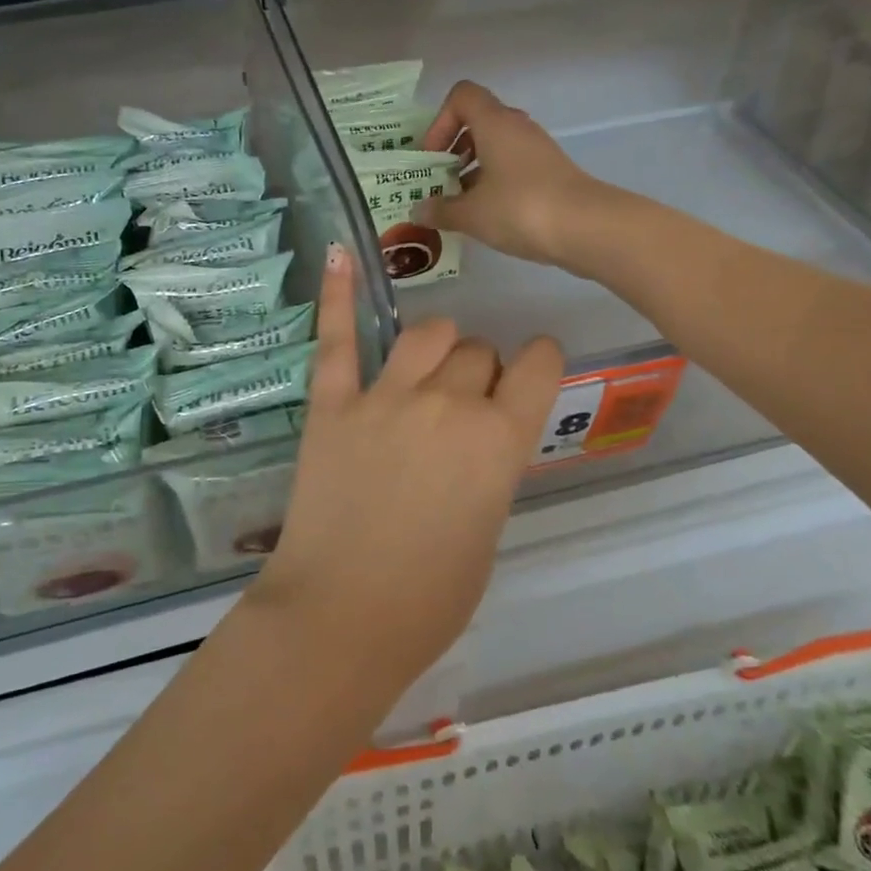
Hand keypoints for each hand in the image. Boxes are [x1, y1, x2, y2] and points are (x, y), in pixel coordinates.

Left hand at [255, 246, 563, 685]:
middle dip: (481, 370)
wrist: (342, 617)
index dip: (538, 362)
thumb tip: (482, 438)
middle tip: (466, 404)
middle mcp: (447, 404)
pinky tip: (338, 253)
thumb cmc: (429, 598)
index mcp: (499, 441)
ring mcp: (384, 397)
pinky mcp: (332, 404)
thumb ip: (491, 467)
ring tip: (428, 364)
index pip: (537, 366)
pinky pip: (338, 338)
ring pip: (427, 333)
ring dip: (438, 344)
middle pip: (478, 350)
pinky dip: (339, 294)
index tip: (532, 368)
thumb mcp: (488, 530)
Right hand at [417, 81, 605, 268]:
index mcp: (495, 123)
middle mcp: (517, 128)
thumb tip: (418, 210)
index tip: (432, 157)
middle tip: (439, 181)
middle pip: (477, 122)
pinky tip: (486, 215)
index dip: (440, 121)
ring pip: (495, 147)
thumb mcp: (471, 214)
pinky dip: (493, 183)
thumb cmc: (520, 209)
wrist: (587, 228)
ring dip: (472, 169)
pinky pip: (512, 167)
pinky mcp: (549, 173)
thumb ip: (441, 210)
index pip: (462, 96)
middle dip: (453, 149)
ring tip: (458, 204)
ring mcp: (536, 150)